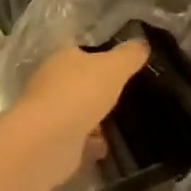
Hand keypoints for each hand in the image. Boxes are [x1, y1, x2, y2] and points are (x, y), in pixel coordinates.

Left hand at [9, 41, 147, 186]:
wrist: (48, 141)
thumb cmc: (80, 93)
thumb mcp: (114, 68)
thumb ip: (129, 55)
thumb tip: (142, 43)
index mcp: (62, 57)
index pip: (80, 49)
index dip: (97, 53)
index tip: (117, 60)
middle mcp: (51, 81)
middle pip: (77, 80)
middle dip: (95, 87)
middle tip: (121, 92)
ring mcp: (49, 112)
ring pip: (75, 109)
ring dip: (92, 116)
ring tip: (117, 122)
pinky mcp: (51, 141)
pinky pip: (75, 138)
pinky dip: (88, 142)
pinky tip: (105, 147)